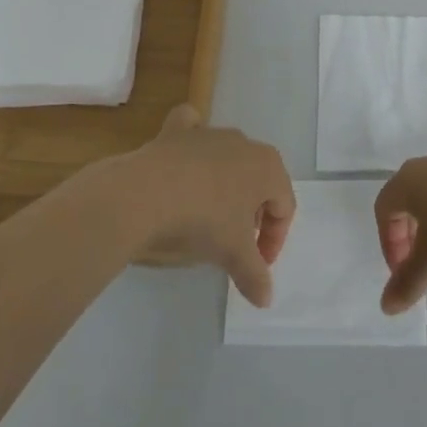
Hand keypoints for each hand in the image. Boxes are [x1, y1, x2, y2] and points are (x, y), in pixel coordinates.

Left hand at [86, 105, 295, 305]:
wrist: (142, 196)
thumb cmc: (200, 222)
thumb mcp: (232, 254)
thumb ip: (254, 275)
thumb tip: (266, 299)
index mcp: (268, 167)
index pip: (284, 207)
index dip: (274, 241)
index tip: (255, 267)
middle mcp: (243, 142)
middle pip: (259, 181)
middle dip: (252, 214)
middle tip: (235, 245)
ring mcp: (208, 133)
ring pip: (228, 157)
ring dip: (225, 185)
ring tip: (207, 217)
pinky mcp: (175, 131)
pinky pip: (191, 127)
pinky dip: (191, 137)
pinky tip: (185, 158)